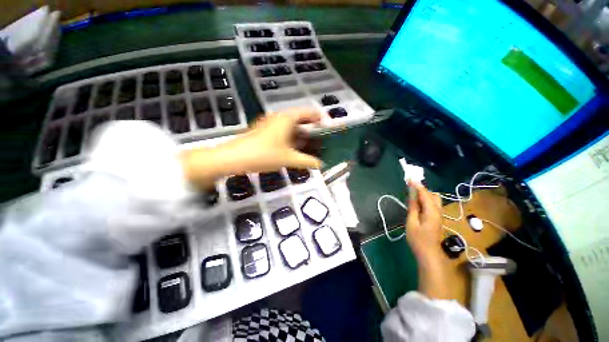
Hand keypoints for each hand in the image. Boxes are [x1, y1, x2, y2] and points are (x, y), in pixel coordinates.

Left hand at [182, 108, 321, 188]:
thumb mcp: (289, 159)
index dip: (319, 118)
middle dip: (311, 128)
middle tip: (320, 138)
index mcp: (287, 118)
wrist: (235, 158)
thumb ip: (307, 161)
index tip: (327, 126)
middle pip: (300, 118)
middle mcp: (279, 117)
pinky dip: (291, 137)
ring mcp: (270, 123)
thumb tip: (321, 164)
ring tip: (310, 145)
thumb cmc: (265, 155)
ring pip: (291, 125)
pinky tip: (293, 148)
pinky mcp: (264, 130)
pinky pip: (283, 131)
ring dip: (301, 134)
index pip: (308, 112)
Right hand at [406, 182, 442, 260]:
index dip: (417, 186)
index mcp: (432, 212)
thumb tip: (411, 194)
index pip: (425, 194)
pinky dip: (425, 200)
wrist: (429, 255)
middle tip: (410, 188)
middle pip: (433, 195)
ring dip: (424, 195)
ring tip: (412, 195)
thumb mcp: (412, 223)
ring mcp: (438, 216)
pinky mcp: (436, 219)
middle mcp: (438, 211)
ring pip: (434, 200)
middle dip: (422, 189)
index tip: (410, 178)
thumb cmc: (418, 240)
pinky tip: (417, 204)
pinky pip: (432, 205)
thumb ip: (413, 207)